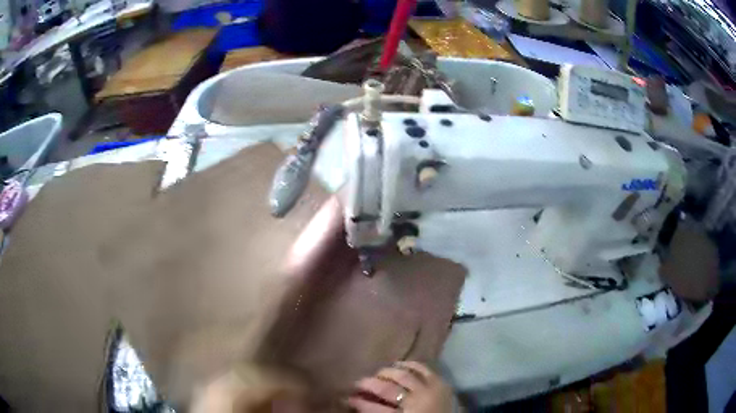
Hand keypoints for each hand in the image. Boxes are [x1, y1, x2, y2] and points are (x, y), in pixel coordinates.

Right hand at [348, 362, 455, 412]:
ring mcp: (430, 390)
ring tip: (377, 373)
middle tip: (358, 383)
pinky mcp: (441, 382)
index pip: (375, 409)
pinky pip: (423, 369)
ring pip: (404, 376)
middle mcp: (416, 401)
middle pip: (388, 389)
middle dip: (369, 384)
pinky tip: (399, 364)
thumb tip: (360, 403)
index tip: (347, 398)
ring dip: (387, 373)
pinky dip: (410, 365)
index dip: (359, 403)